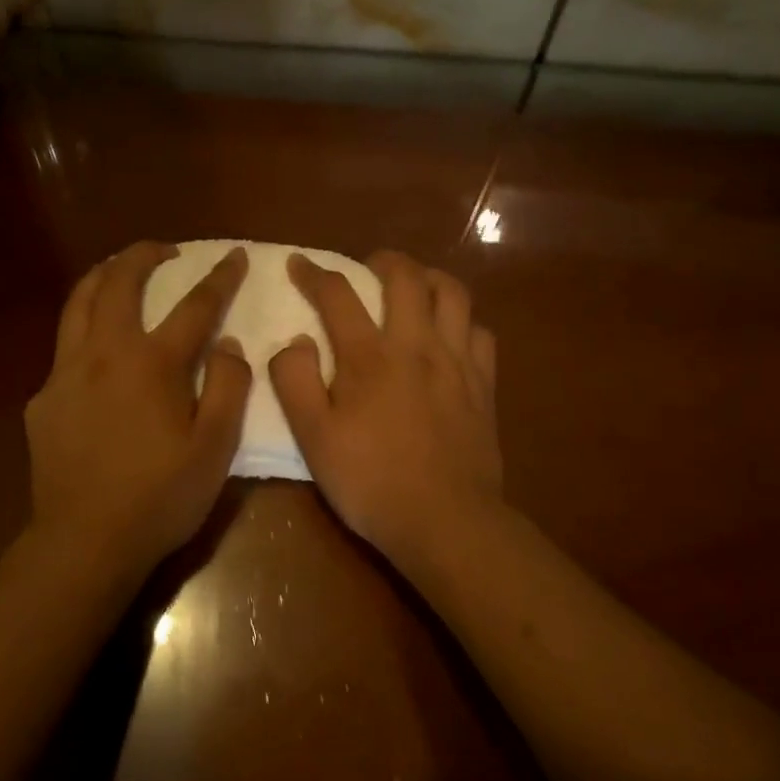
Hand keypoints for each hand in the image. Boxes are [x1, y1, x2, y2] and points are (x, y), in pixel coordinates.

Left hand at [25, 241, 252, 574]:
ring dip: (102, 275)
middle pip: (120, 282)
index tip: (234, 255)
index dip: (219, 276)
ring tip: (119, 270)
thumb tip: (227, 344)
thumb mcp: (215, 447)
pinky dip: (83, 328)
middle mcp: (104, 353)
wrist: (85, 541)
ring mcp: (65, 372)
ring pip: (78, 302)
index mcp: (152, 363)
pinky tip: (94, 350)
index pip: (195, 305)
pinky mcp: (43, 398)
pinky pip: (63, 347)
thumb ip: (227, 386)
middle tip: (165, 250)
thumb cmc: (160, 497)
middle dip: (144, 254)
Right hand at [270, 250, 501, 569]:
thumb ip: (295, 381)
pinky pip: (480, 332)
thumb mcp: (313, 437)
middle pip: (406, 277)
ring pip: (453, 294)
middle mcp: (416, 345)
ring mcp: (457, 362)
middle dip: (383, 260)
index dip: (314, 273)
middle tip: (368, 266)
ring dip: (430, 278)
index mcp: (369, 356)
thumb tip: (295, 341)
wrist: (445, 521)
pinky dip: (462, 321)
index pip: (337, 295)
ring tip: (415, 286)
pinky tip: (451, 335)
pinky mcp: (484, 385)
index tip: (299, 263)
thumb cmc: (370, 480)